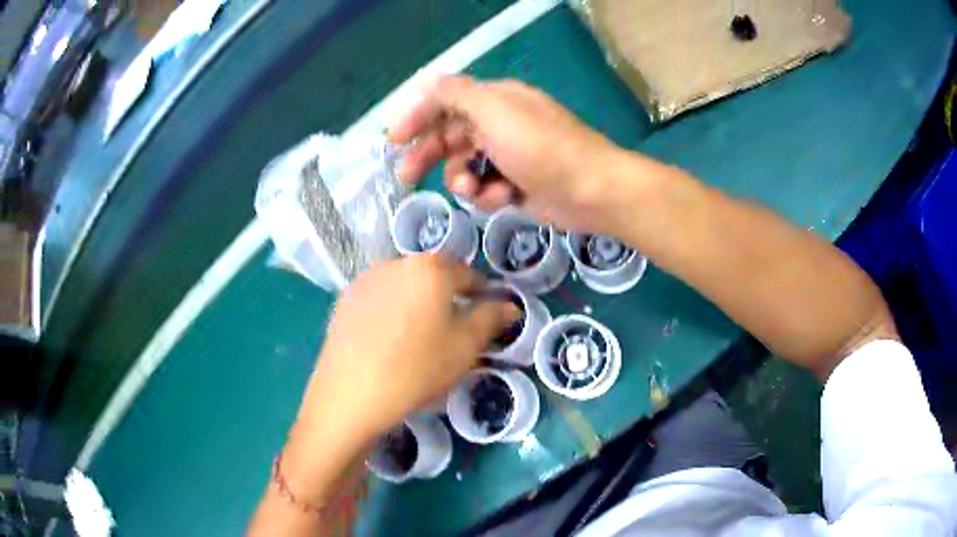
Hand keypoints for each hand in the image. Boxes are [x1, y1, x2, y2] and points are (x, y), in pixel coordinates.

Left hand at [294, 255, 520, 448]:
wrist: (349, 394)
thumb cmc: (416, 369)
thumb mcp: (465, 347)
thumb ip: (491, 319)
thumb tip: (509, 306)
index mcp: (430, 268)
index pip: (468, 274)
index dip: (481, 296)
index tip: (484, 319)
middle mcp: (396, 263)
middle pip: (433, 277)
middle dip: (447, 299)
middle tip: (452, 333)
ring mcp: (366, 280)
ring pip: (404, 287)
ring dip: (418, 304)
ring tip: (418, 340)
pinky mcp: (345, 300)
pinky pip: (380, 300)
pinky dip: (391, 313)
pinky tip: (388, 343)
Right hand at [388, 76, 648, 234]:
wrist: (590, 190)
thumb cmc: (540, 146)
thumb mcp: (495, 111)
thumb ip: (456, 94)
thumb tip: (428, 82)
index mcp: (494, 100)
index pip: (445, 101)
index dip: (417, 118)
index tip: (394, 141)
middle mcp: (499, 124)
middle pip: (450, 136)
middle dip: (429, 155)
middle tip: (406, 177)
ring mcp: (508, 156)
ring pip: (464, 166)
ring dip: (464, 180)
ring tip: (477, 190)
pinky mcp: (516, 184)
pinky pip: (485, 188)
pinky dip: (489, 195)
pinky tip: (504, 198)